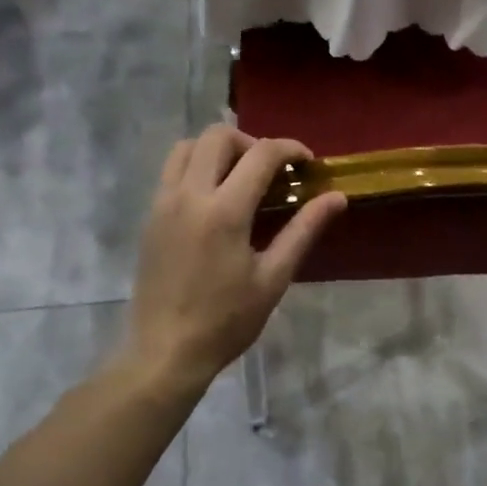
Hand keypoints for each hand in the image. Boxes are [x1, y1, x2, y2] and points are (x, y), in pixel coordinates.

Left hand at [121, 125, 345, 396]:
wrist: (166, 350)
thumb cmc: (227, 320)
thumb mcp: (274, 278)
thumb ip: (304, 230)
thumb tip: (336, 197)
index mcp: (224, 211)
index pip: (261, 154)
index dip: (290, 149)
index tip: (308, 163)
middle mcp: (189, 195)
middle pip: (218, 135)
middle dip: (253, 143)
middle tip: (273, 172)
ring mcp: (163, 203)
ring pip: (188, 146)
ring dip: (219, 149)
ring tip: (241, 178)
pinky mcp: (150, 216)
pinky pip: (171, 170)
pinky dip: (196, 166)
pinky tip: (215, 198)